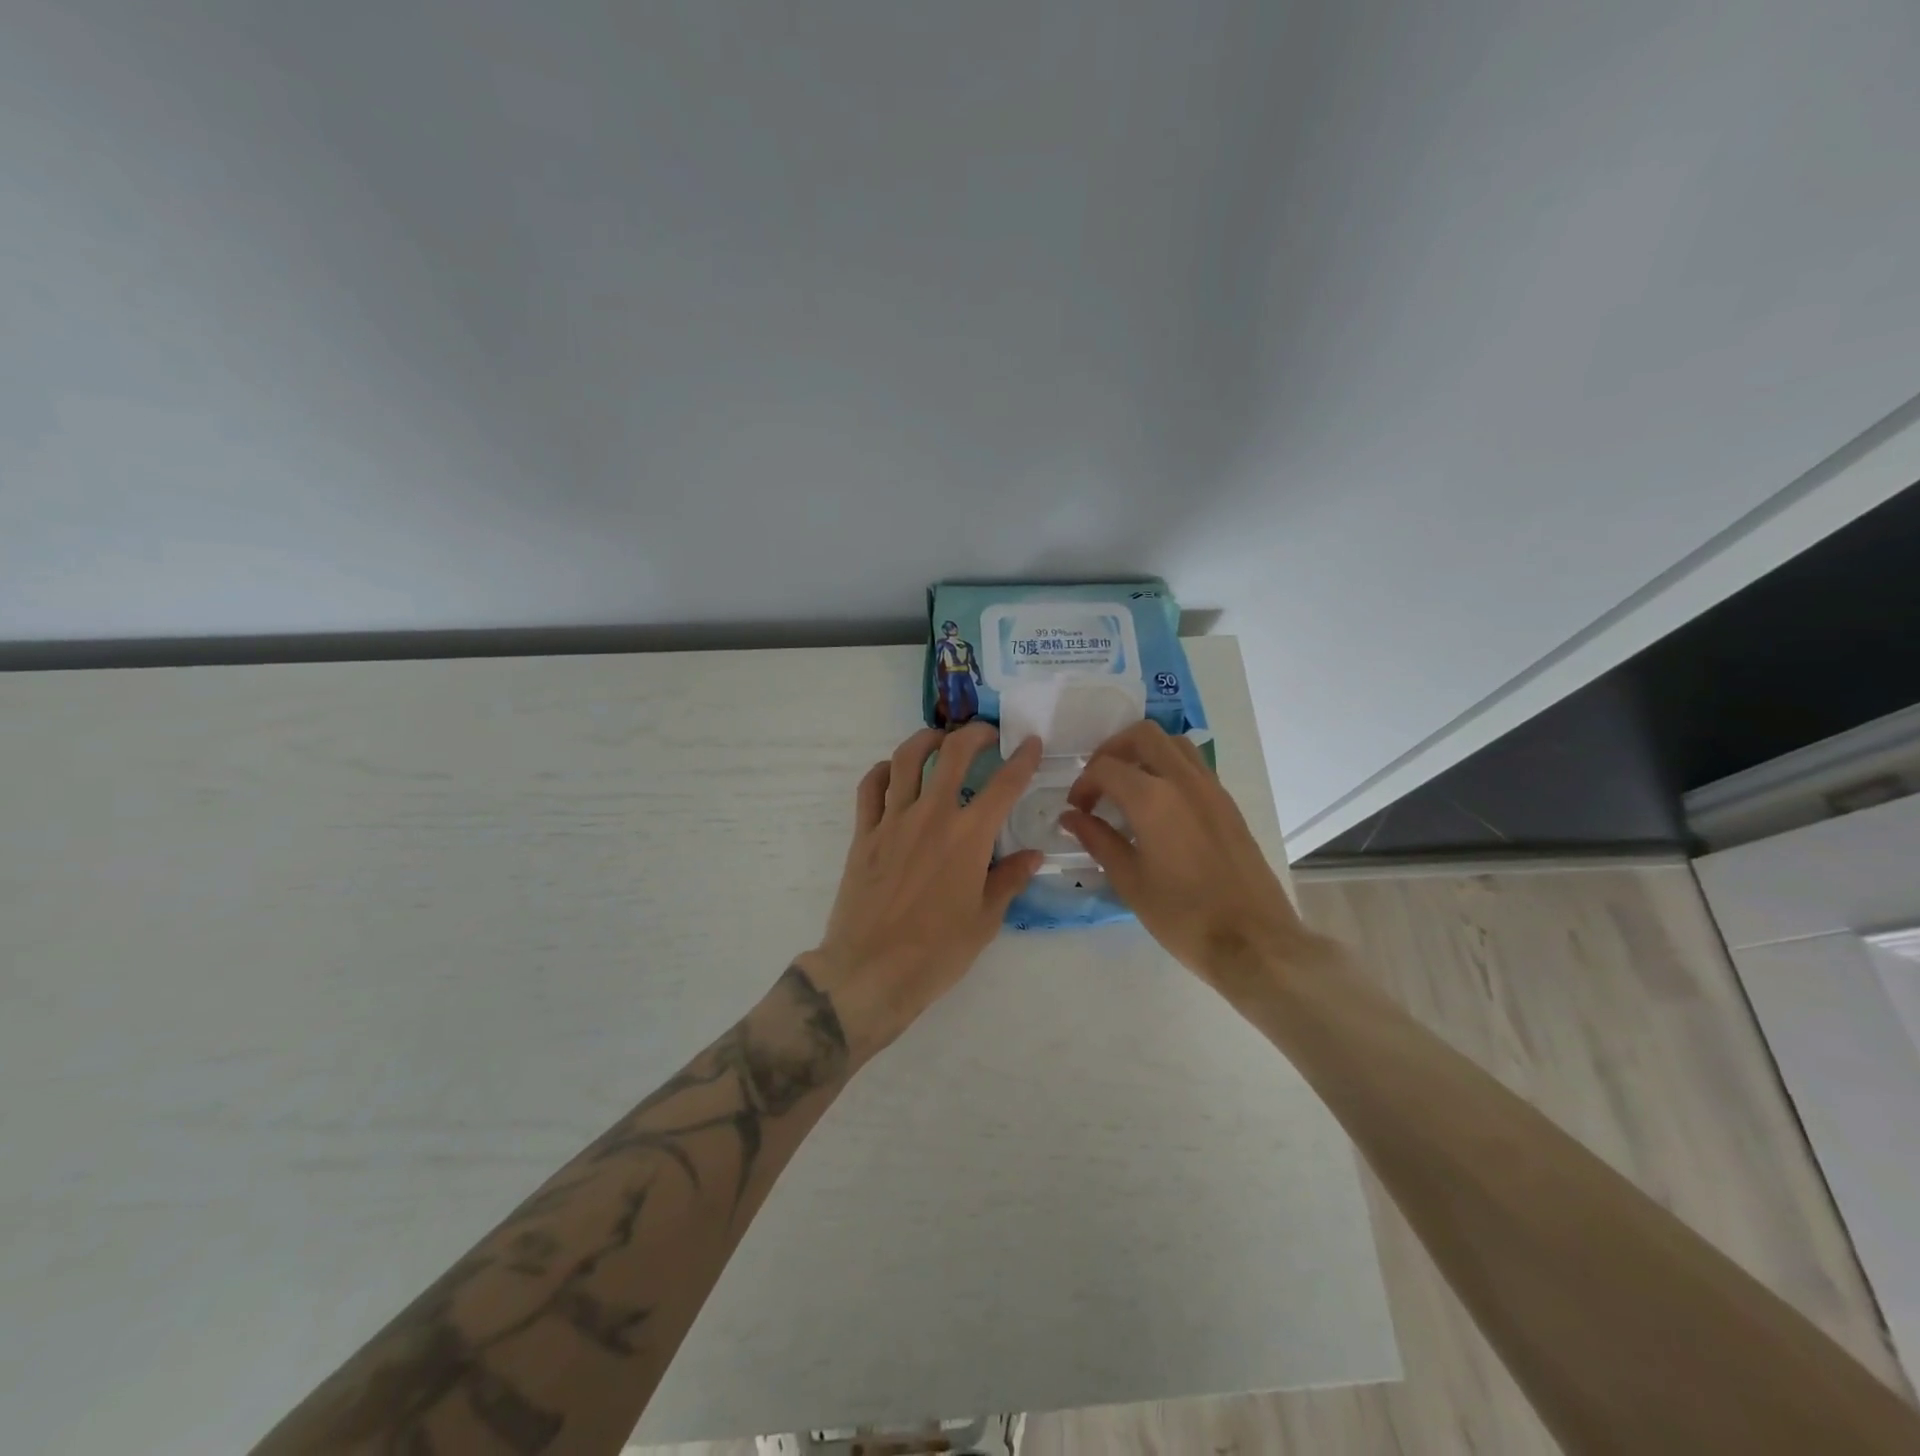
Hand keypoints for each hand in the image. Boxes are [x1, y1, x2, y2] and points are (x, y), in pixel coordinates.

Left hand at [802, 723, 1043, 1062]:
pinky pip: (870, 788)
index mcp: (969, 836)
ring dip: (925, 740)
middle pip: (953, 754)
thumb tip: (1032, 856)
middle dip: (973, 734)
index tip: (1029, 742)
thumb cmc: (937, 951)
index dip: (1022, 758)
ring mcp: (892, 821)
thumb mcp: (985, 920)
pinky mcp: (863, 834)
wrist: (871, 970)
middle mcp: (931, 816)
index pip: (1004, 784)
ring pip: (905, 760)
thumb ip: (1009, 879)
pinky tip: (892, 772)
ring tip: (938, 738)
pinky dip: (882, 771)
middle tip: (984, 733)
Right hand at [1060, 721, 1327, 993]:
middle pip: (1143, 735)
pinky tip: (1159, 806)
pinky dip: (1169, 768)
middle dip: (1113, 750)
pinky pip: (1194, 766)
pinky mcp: (1228, 804)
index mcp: (1153, 798)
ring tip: (1129, 786)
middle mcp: (1184, 781)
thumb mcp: (1129, 880)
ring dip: (1145, 753)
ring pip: (1174, 744)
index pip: (1105, 768)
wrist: (1253, 941)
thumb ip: (1098, 840)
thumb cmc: (1183, 915)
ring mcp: (1212, 789)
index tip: (1077, 810)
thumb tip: (1071, 817)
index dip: (1083, 784)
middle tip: (1099, 781)